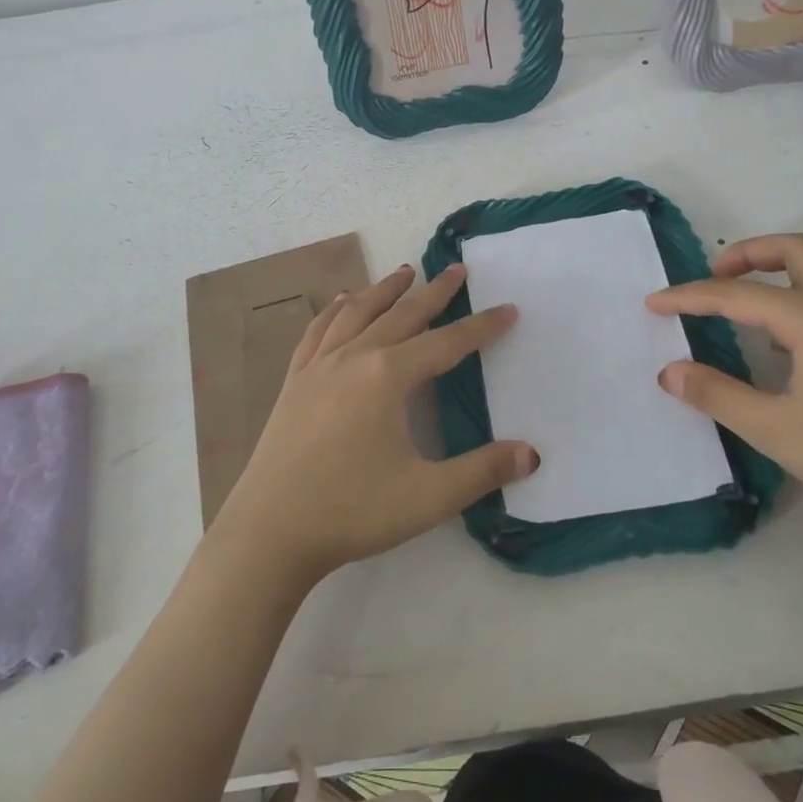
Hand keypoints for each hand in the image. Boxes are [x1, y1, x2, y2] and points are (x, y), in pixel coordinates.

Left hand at [210, 262, 538, 586]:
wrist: (269, 531)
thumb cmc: (352, 511)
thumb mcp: (428, 497)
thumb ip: (483, 471)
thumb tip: (532, 453)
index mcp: (388, 377)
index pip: (447, 342)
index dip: (482, 326)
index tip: (508, 309)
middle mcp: (354, 358)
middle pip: (402, 315)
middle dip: (435, 292)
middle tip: (458, 269)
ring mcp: (318, 366)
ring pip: (357, 313)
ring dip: (384, 290)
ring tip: (404, 273)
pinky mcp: (294, 381)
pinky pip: (318, 331)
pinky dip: (335, 310)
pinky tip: (341, 302)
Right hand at [646, 234, 802, 543]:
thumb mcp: (773, 429)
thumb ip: (715, 394)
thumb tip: (668, 371)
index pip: (737, 294)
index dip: (690, 297)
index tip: (654, 303)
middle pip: (794, 249)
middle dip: (747, 254)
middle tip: (715, 278)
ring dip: (777, 273)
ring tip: (745, 310)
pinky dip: (802, 296)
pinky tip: (789, 346)